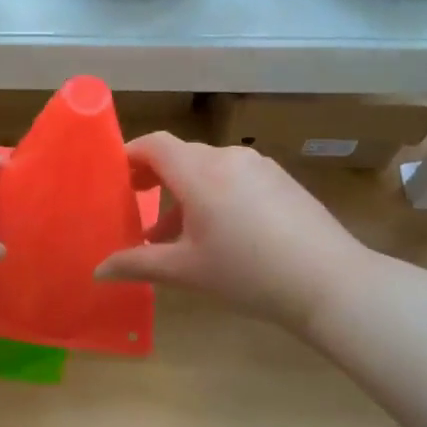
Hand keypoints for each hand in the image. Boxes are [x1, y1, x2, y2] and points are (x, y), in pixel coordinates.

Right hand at [97, 134, 366, 335]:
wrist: (330, 282)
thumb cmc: (247, 273)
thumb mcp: (186, 270)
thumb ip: (137, 264)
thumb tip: (97, 271)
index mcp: (199, 171)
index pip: (155, 144)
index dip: (130, 155)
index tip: (114, 178)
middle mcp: (227, 158)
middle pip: (181, 155)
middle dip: (155, 179)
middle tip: (137, 208)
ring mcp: (259, 166)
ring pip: (209, 168)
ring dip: (186, 192)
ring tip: (175, 233)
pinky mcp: (282, 180)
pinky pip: (235, 177)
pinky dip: (215, 194)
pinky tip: (220, 233)